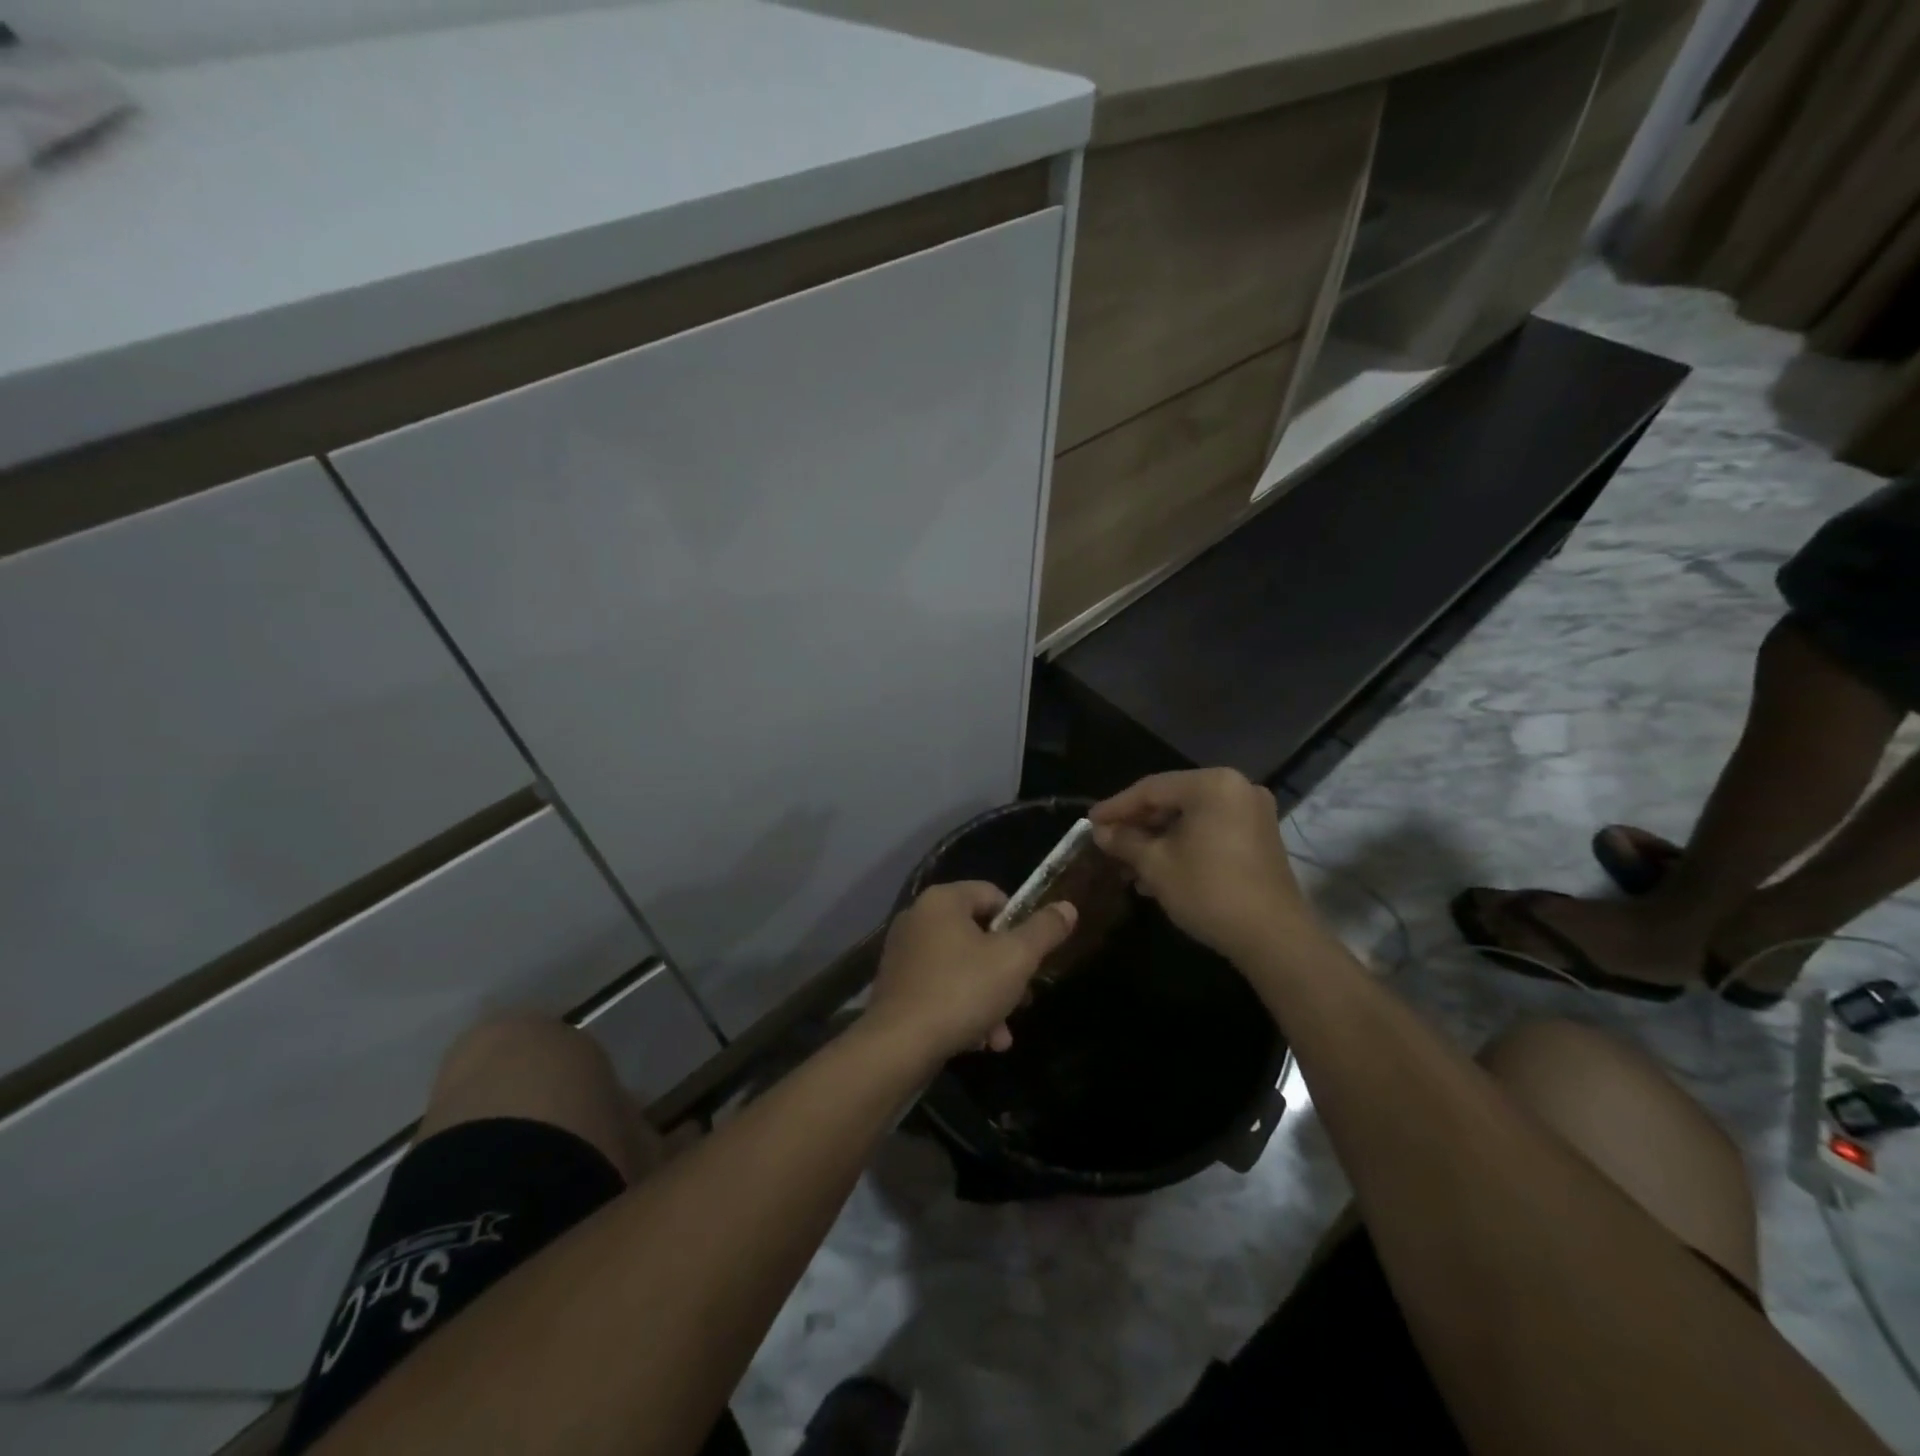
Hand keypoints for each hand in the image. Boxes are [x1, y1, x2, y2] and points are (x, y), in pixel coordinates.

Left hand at [866, 882, 1076, 1061]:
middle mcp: (917, 917)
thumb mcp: (1015, 959)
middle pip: (978, 935)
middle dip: (1006, 972)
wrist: (898, 1046)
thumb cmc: (962, 990)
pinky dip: (961, 1008)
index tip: (1031, 957)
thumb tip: (1067, 907)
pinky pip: (939, 987)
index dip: (1019, 924)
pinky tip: (977, 1041)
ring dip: (989, 998)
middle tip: (1023, 1001)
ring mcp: (903, 952)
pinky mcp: (896, 985)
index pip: (993, 895)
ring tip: (1001, 1036)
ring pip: (961, 967)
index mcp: (943, 900)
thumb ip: (1044, 931)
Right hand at [1089, 769, 1308, 962]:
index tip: (1090, 822)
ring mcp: (1253, 813)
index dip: (1116, 807)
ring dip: (1158, 839)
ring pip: (1191, 819)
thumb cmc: (1209, 891)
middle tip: (1108, 843)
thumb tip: (1101, 832)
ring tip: (1128, 865)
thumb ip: (1125, 841)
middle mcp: (1237, 788)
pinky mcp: (1260, 838)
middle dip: (1138, 825)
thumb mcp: (1156, 865)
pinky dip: (1184, 845)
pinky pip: (1211, 831)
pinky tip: (1159, 872)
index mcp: (1212, 785)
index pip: (1151, 789)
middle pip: (1173, 800)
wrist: (1273, 938)